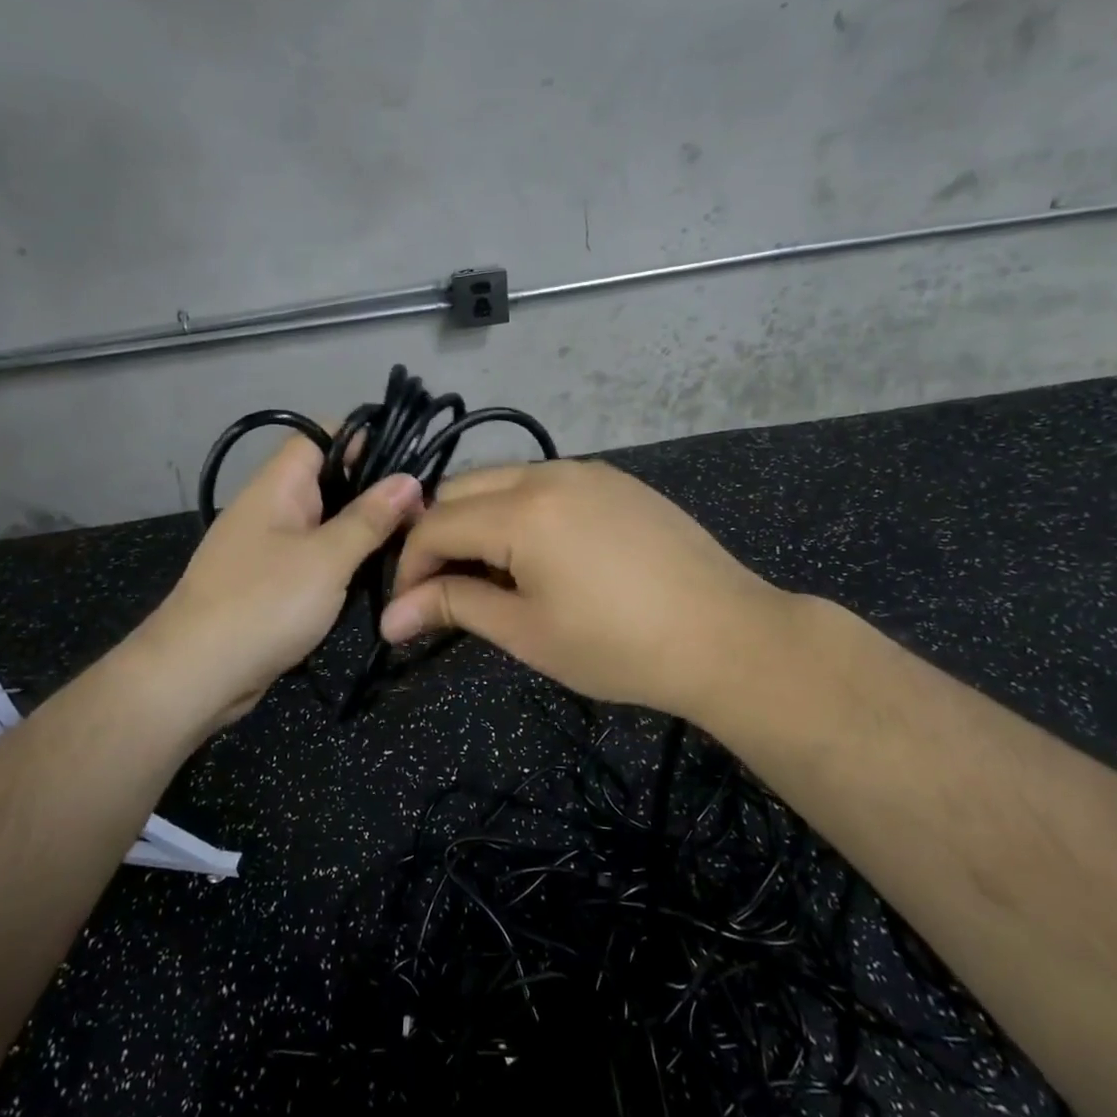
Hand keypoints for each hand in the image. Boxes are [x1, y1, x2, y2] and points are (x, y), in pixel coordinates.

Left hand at [143, 434, 422, 730]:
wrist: (196, 674)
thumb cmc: (264, 603)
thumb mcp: (327, 558)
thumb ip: (369, 518)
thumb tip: (408, 480)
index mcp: (277, 486)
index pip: (320, 436)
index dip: (363, 439)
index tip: (409, 461)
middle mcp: (270, 507)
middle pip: (327, 479)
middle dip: (372, 490)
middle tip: (423, 510)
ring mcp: (267, 546)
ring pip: (323, 521)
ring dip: (361, 530)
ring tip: (409, 541)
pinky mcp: (269, 582)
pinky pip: (313, 557)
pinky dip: (342, 561)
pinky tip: (373, 575)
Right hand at [380, 460, 789, 722]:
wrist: (726, 635)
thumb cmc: (618, 646)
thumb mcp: (527, 632)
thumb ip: (454, 608)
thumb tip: (390, 617)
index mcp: (520, 510)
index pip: (434, 525)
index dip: (409, 567)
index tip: (407, 609)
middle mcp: (547, 473)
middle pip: (460, 489)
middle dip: (438, 536)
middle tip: (444, 589)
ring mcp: (586, 470)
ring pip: (501, 480)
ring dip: (478, 520)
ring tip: (492, 575)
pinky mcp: (615, 479)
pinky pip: (544, 482)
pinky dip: (519, 511)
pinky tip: (539, 554)